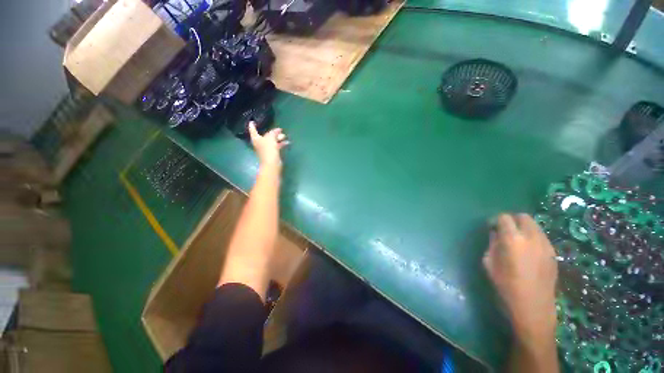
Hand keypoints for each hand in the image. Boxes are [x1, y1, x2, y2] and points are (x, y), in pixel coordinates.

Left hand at [249, 122, 288, 168]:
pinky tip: (287, 142)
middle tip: (280, 130)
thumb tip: (278, 130)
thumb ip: (273, 132)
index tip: (252, 121)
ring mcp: (266, 149)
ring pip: (272, 141)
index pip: (253, 130)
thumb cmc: (268, 150)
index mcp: (256, 139)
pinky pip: (276, 146)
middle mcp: (260, 143)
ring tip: (285, 136)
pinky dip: (281, 144)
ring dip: (278, 138)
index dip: (252, 126)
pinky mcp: (272, 153)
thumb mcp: (271, 138)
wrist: (272, 163)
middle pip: (266, 136)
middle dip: (273, 133)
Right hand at [483, 214, 557, 341]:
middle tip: (505, 231)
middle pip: (523, 217)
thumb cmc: (506, 287)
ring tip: (517, 241)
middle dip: (512, 220)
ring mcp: (546, 245)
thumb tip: (495, 234)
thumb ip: (492, 245)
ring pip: (535, 225)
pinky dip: (533, 237)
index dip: (496, 221)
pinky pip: (542, 236)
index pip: (504, 218)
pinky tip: (528, 251)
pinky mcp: (553, 253)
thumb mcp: (490, 264)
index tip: (492, 228)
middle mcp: (532, 238)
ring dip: (523, 228)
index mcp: (513, 240)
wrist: (534, 308)